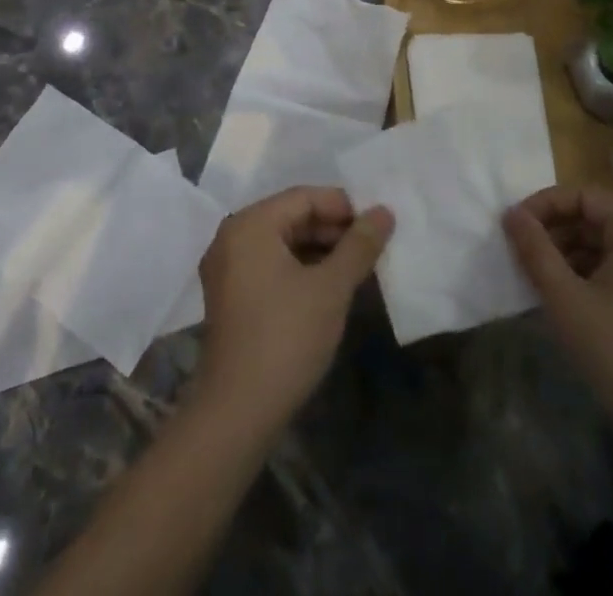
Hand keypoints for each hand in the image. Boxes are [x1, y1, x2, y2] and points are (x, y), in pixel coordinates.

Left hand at [194, 186, 393, 435]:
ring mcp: (227, 269)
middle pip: (292, 217)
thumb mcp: (331, 288)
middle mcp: (232, 237)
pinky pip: (271, 265)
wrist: (237, 415)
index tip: (377, 224)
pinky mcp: (230, 297)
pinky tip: (329, 287)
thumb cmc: (286, 338)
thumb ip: (359, 245)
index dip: (344, 206)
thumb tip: (384, 211)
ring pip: (283, 242)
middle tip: (371, 246)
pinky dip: (301, 268)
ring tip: (357, 266)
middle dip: (333, 229)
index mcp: (250, 225)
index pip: (304, 197)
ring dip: (320, 250)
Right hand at [503, 186, 612, 453]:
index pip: (583, 196)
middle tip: (521, 254)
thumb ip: (535, 250)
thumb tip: (511, 212)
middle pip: (594, 217)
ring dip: (567, 253)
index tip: (514, 228)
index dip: (545, 205)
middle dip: (554, 231)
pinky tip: (565, 298)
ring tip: (537, 277)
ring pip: (603, 243)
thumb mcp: (566, 299)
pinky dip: (587, 273)